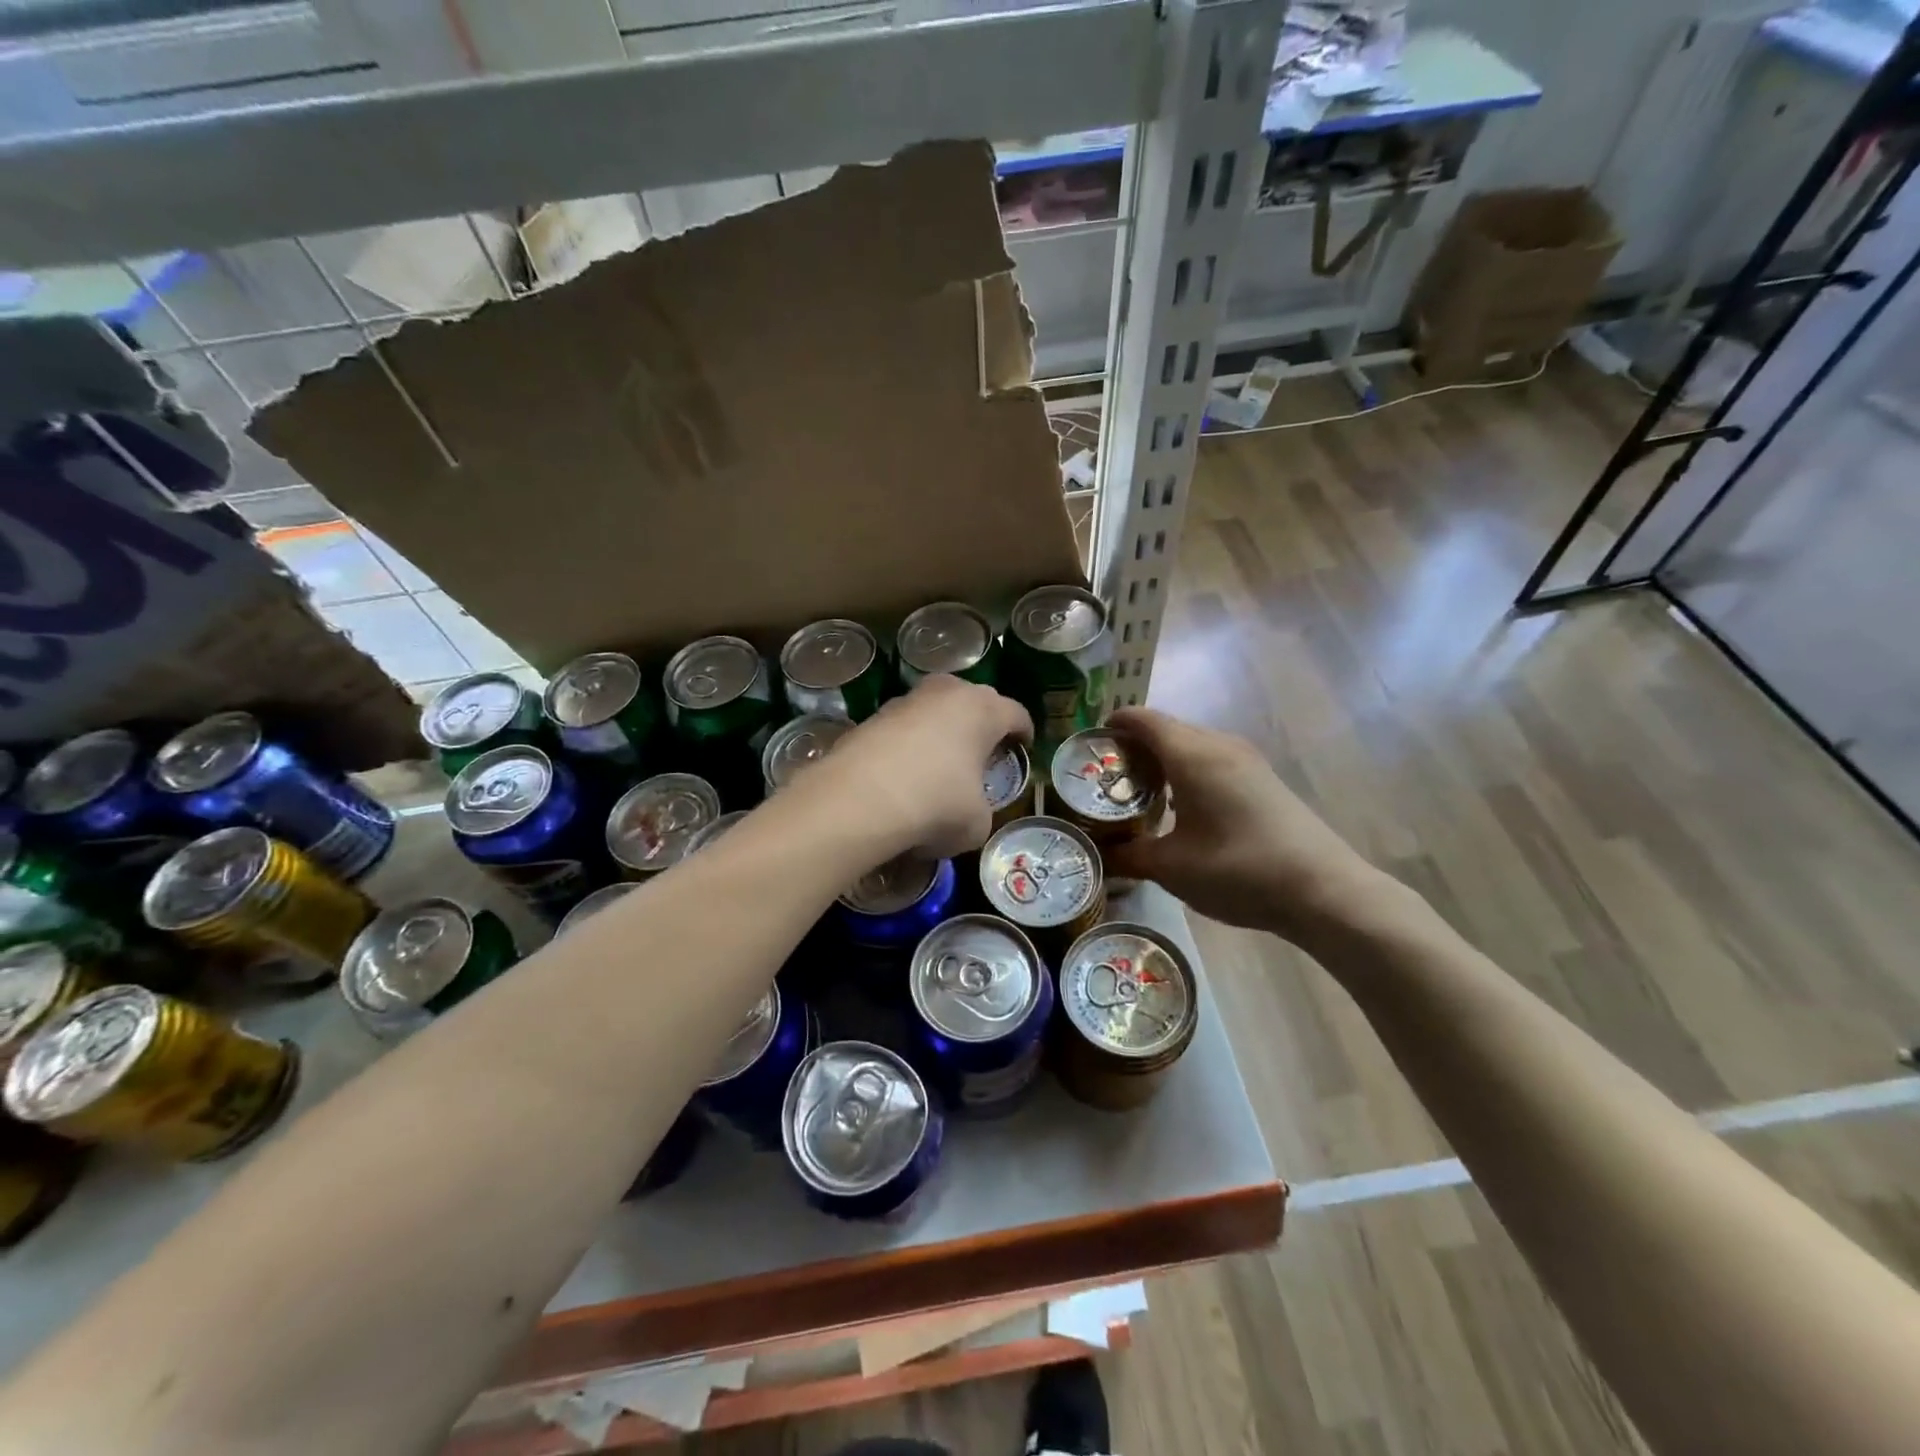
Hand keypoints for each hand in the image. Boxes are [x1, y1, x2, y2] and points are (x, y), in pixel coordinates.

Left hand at [813, 675, 1031, 859]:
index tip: (1023, 748)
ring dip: (942, 731)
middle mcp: (946, 693)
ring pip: (935, 710)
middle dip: (982, 724)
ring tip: (942, 762)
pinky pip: (903, 728)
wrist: (858, 800)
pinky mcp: (871, 717)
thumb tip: (968, 810)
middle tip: (983, 752)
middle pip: (975, 701)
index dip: (1024, 733)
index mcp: (983, 709)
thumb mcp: (977, 822)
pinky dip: (909, 744)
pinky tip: (905, 773)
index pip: (1016, 714)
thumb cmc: (936, 805)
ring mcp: (905, 701)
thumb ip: (982, 809)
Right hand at [1103, 708, 1389, 943]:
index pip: (1143, 720)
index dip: (1113, 725)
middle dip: (1133, 746)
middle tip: (1106, 778)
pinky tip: (1181, 808)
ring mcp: (1246, 760)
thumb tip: (1099, 855)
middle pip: (1167, 729)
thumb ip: (1128, 856)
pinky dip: (1187, 771)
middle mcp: (1219, 745)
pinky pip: (1212, 759)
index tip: (1089, 746)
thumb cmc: (1238, 870)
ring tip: (1139, 793)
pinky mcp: (1262, 779)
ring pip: (1191, 744)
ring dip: (1162, 760)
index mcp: (1192, 755)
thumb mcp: (1172, 868)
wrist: (1323, 890)